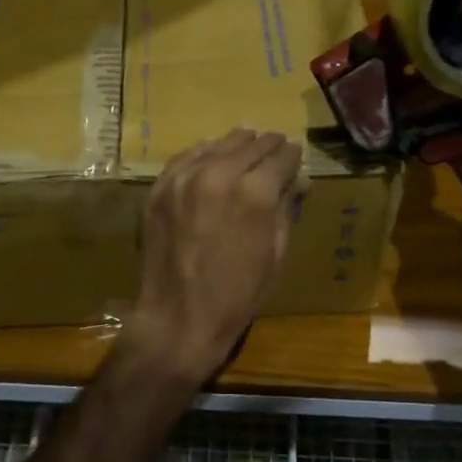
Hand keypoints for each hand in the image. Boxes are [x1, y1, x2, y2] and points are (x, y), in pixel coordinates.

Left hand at [126, 129, 307, 384]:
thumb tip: (300, 180)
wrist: (178, 317)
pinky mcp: (160, 187)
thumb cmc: (237, 295)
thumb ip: (286, 208)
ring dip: (236, 144)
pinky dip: (204, 152)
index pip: (282, 158)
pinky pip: (186, 157)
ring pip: (218, 144)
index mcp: (256, 193)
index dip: (292, 156)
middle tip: (276, 147)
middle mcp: (220, 174)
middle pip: (251, 145)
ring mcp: (185, 178)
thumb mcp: (275, 253)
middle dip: (268, 146)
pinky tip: (212, 154)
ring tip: (247, 143)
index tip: (295, 154)